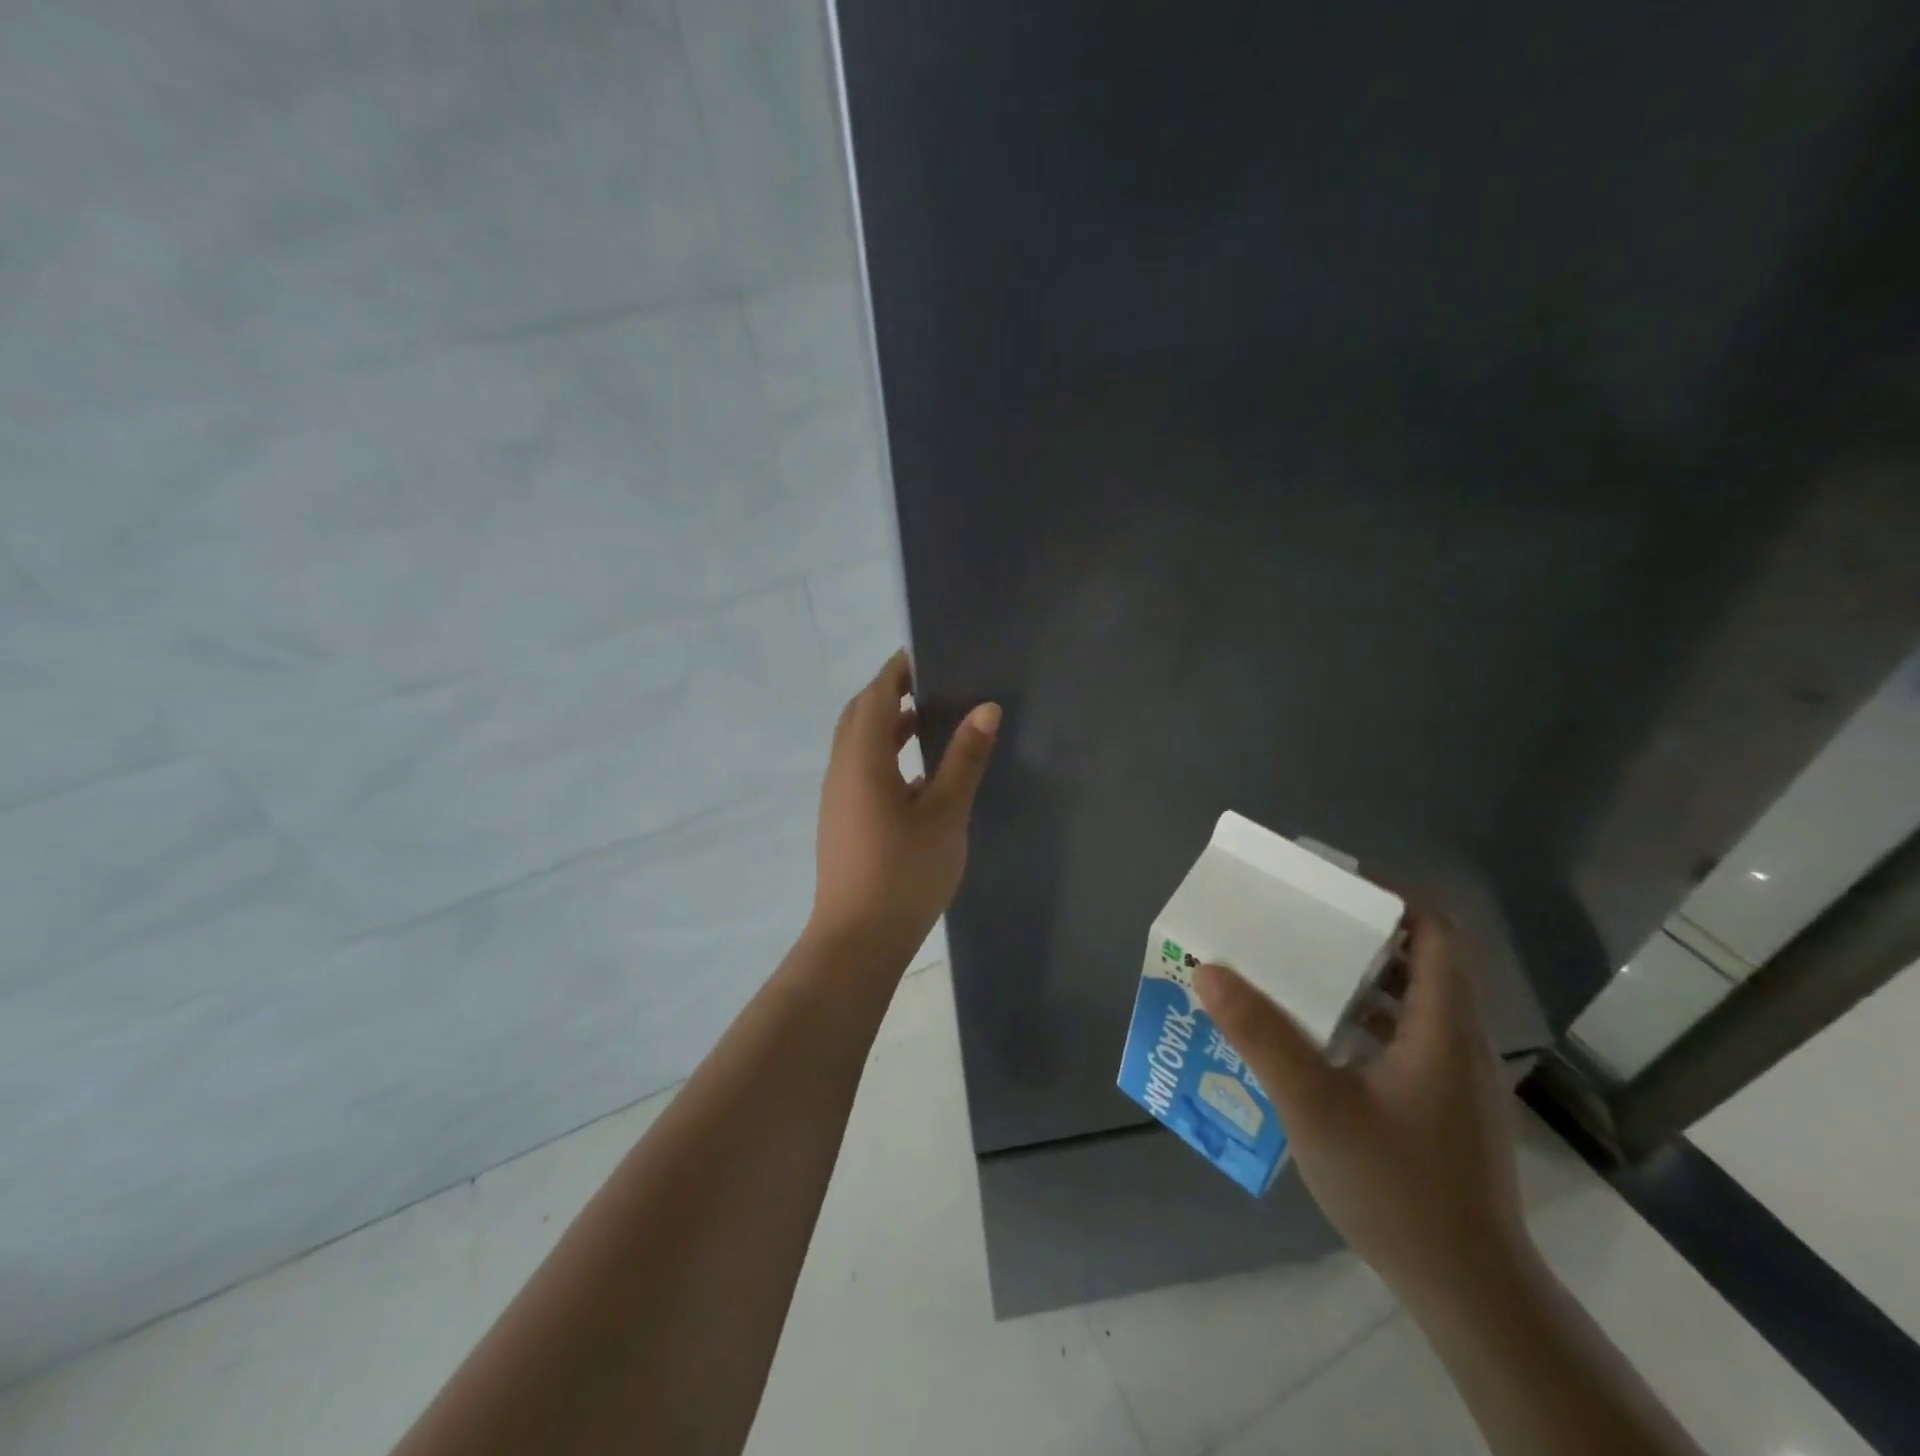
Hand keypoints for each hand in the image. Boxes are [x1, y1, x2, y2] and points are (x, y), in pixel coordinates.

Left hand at [809, 650, 1000, 964]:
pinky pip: (861, 771)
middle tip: (930, 683)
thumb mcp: (945, 813)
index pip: (876, 695)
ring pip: (858, 745)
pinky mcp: (842, 821)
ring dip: (887, 726)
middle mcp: (842, 770)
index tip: (925, 654)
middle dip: (889, 693)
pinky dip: (885, 756)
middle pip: (860, 715)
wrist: (858, 940)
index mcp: (862, 758)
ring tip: (928, 720)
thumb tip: (986, 708)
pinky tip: (919, 775)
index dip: (897, 671)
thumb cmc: (904, 872)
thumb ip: (964, 758)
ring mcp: (838, 798)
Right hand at [1195, 915, 1528, 1307]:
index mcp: (1443, 1027)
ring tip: (1297, 971)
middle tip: (1300, 923)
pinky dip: (1364, 1022)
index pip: (1437, 933)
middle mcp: (1457, 1042)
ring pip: (1411, 1003)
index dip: (1393, 897)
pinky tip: (1316, 1041)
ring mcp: (1454, 1079)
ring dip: (1360, 979)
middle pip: (1421, 961)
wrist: (1471, 1293)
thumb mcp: (1315, 1105)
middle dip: (1361, 933)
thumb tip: (1209, 969)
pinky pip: (1404, 1039)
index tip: (1334, 885)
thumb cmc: (1398, 1187)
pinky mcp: (1443, 1108)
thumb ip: (1261, 1035)